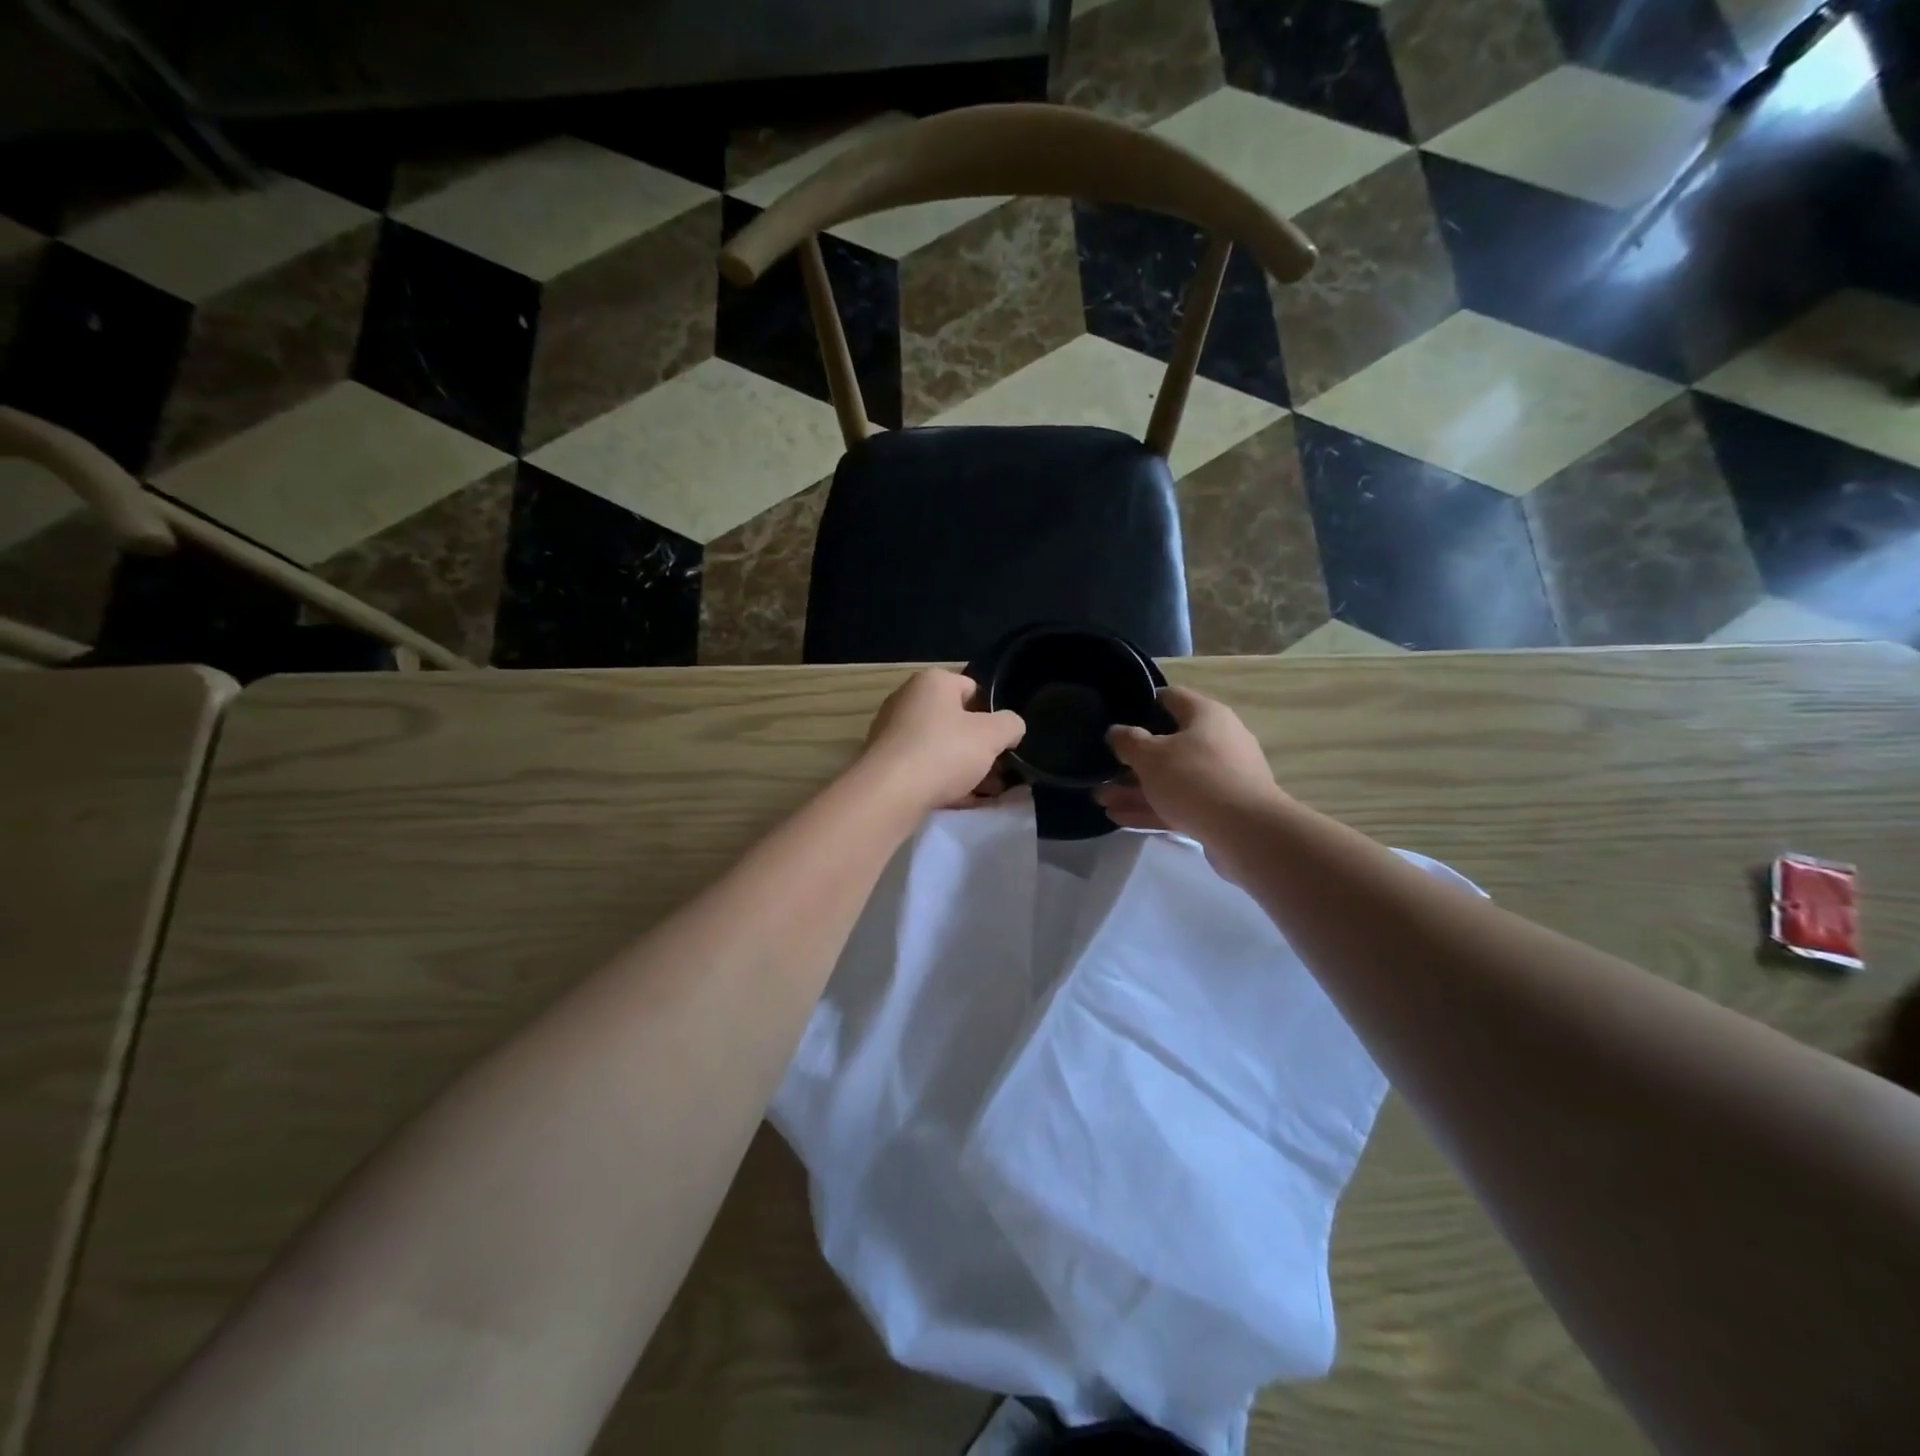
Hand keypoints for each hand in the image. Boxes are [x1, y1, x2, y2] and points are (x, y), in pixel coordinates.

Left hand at [859, 670, 1025, 813]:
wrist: (889, 793)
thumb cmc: (944, 752)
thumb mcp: (993, 735)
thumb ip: (1010, 725)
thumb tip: (1011, 728)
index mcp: (932, 682)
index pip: (971, 689)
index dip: (991, 714)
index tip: (1002, 741)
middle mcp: (907, 700)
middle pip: (955, 721)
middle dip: (979, 747)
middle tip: (999, 771)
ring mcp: (892, 732)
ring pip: (939, 747)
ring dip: (964, 768)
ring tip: (986, 793)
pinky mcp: (885, 762)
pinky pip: (922, 768)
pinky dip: (942, 781)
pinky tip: (961, 802)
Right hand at [1094, 687, 1284, 846]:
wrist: (1247, 832)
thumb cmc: (1195, 779)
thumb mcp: (1150, 755)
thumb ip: (1127, 741)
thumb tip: (1116, 732)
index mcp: (1206, 715)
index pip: (1171, 697)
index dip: (1142, 704)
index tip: (1117, 717)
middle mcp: (1218, 740)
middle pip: (1168, 743)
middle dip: (1132, 759)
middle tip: (1103, 769)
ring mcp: (1221, 777)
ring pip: (1171, 778)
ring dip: (1135, 788)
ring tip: (1101, 799)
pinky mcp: (1220, 809)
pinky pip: (1180, 803)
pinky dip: (1152, 808)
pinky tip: (1120, 818)